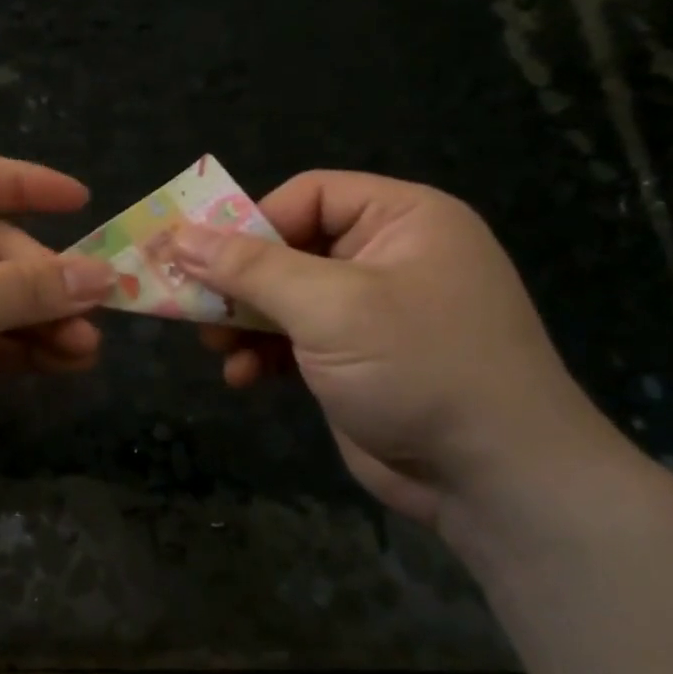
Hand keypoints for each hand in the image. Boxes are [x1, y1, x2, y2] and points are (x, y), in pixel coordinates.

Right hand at [169, 172, 609, 524]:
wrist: (492, 478)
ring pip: (285, 297)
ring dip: (245, 321)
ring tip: (214, 346)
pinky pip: (295, 340)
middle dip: (240, 280)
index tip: (203, 259)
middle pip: (290, 247)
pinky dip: (264, 354)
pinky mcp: (356, 360)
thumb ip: (250, 269)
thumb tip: (180, 237)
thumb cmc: (418, 367)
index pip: (309, 195)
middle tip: (192, 305)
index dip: (252, 222)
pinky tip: (242, 377)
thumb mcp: (330, 308)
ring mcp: (372, 312)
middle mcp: (388, 256)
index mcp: (402, 219)